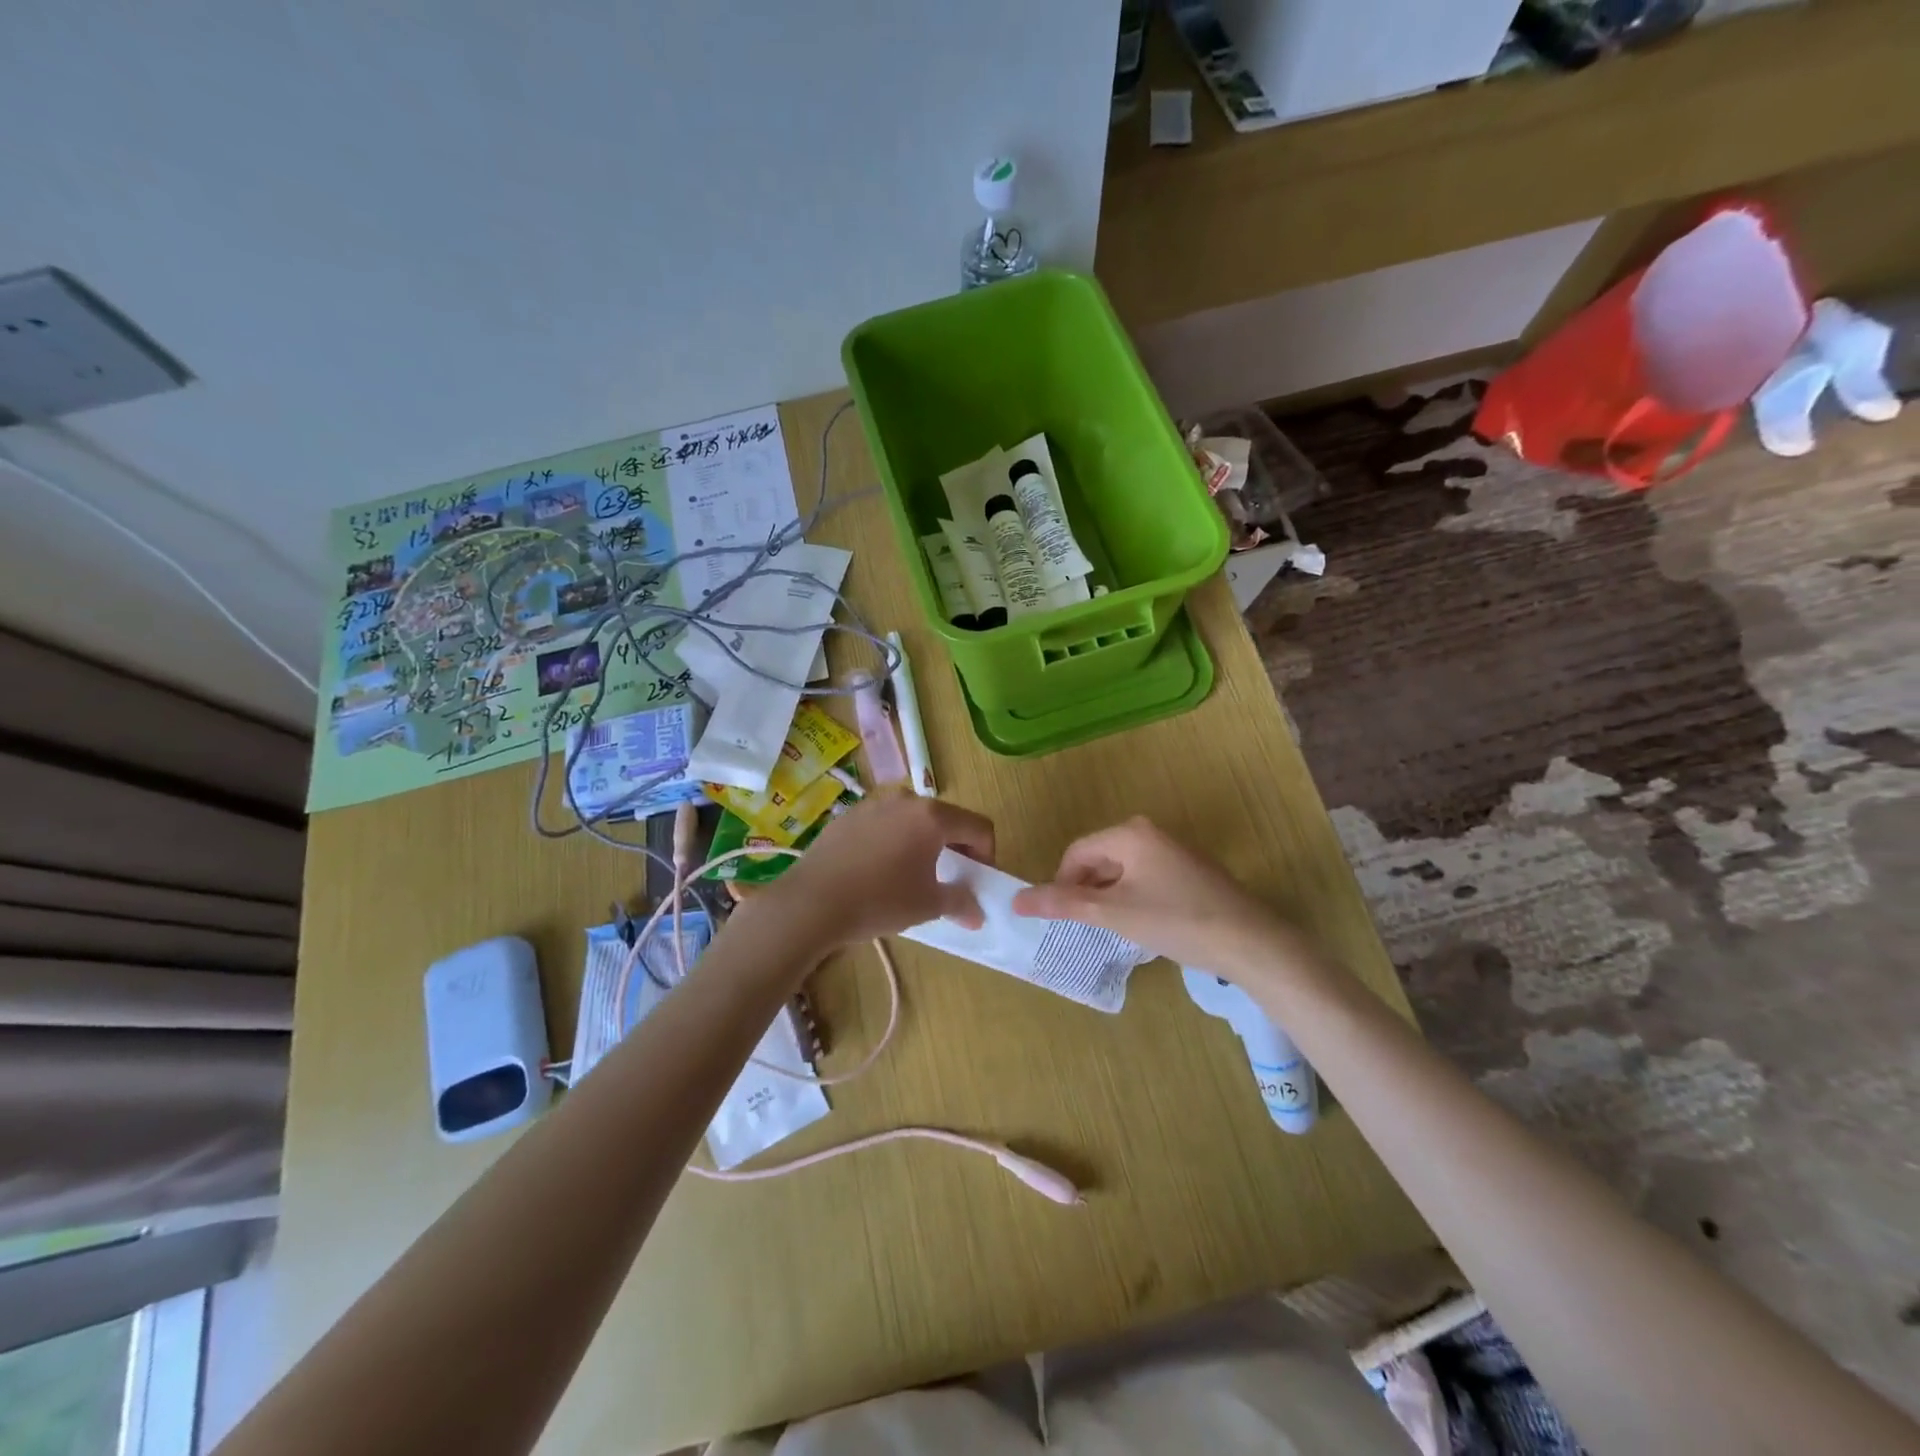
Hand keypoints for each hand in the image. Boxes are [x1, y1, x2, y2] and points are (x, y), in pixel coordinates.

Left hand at [772, 794, 994, 945]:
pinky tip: (879, 870)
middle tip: (950, 877)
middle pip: (945, 818)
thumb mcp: (927, 905)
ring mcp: (873, 804)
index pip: (978, 827)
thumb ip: (960, 902)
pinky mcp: (848, 816)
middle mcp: (905, 800)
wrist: (812, 903)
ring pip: (912, 819)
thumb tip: (977, 912)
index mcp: (932, 816)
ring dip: (923, 841)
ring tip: (912, 873)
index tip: (978, 880)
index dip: (987, 854)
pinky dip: (893, 841)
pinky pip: (884, 824)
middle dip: (955, 846)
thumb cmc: (879, 900)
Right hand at [1011, 816, 1305, 982]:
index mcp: (1130, 833)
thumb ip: (1064, 903)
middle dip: (1087, 892)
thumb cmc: (1176, 921)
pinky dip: (1134, 898)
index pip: (1076, 852)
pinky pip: (1145, 878)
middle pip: (1099, 859)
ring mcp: (1173, 851)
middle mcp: (1149, 833)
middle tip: (1089, 927)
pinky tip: (1145, 925)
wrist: (1250, 942)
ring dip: (1110, 898)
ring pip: (1122, 871)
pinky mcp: (1189, 870)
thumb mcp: (1114, 913)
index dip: (1062, 884)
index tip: (1065, 918)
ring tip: (1115, 930)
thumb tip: (1017, 900)